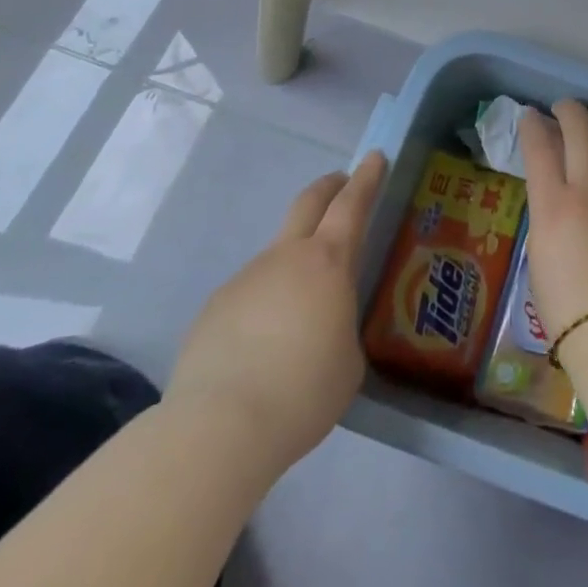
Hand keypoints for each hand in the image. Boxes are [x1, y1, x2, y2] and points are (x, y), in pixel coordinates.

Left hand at [165, 150, 386, 473]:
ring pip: (276, 256)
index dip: (367, 178)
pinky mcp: (212, 310)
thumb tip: (323, 332)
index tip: (375, 157)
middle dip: (329, 188)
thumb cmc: (303, 392)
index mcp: (328, 263)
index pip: (352, 204)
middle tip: (342, 184)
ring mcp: (244, 279)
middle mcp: (285, 258)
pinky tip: (261, 349)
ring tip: (300, 313)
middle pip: (308, 203)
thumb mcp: (349, 362)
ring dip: (294, 264)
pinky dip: (263, 305)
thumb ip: (341, 329)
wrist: (218, 429)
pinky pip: (248, 295)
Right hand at [518, 100, 587, 368]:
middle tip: (562, 108)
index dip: (532, 125)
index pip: (539, 147)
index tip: (530, 116)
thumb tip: (555, 196)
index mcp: (554, 204)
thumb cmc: (565, 309)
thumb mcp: (539, 256)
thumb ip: (547, 216)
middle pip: (581, 129)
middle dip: (569, 110)